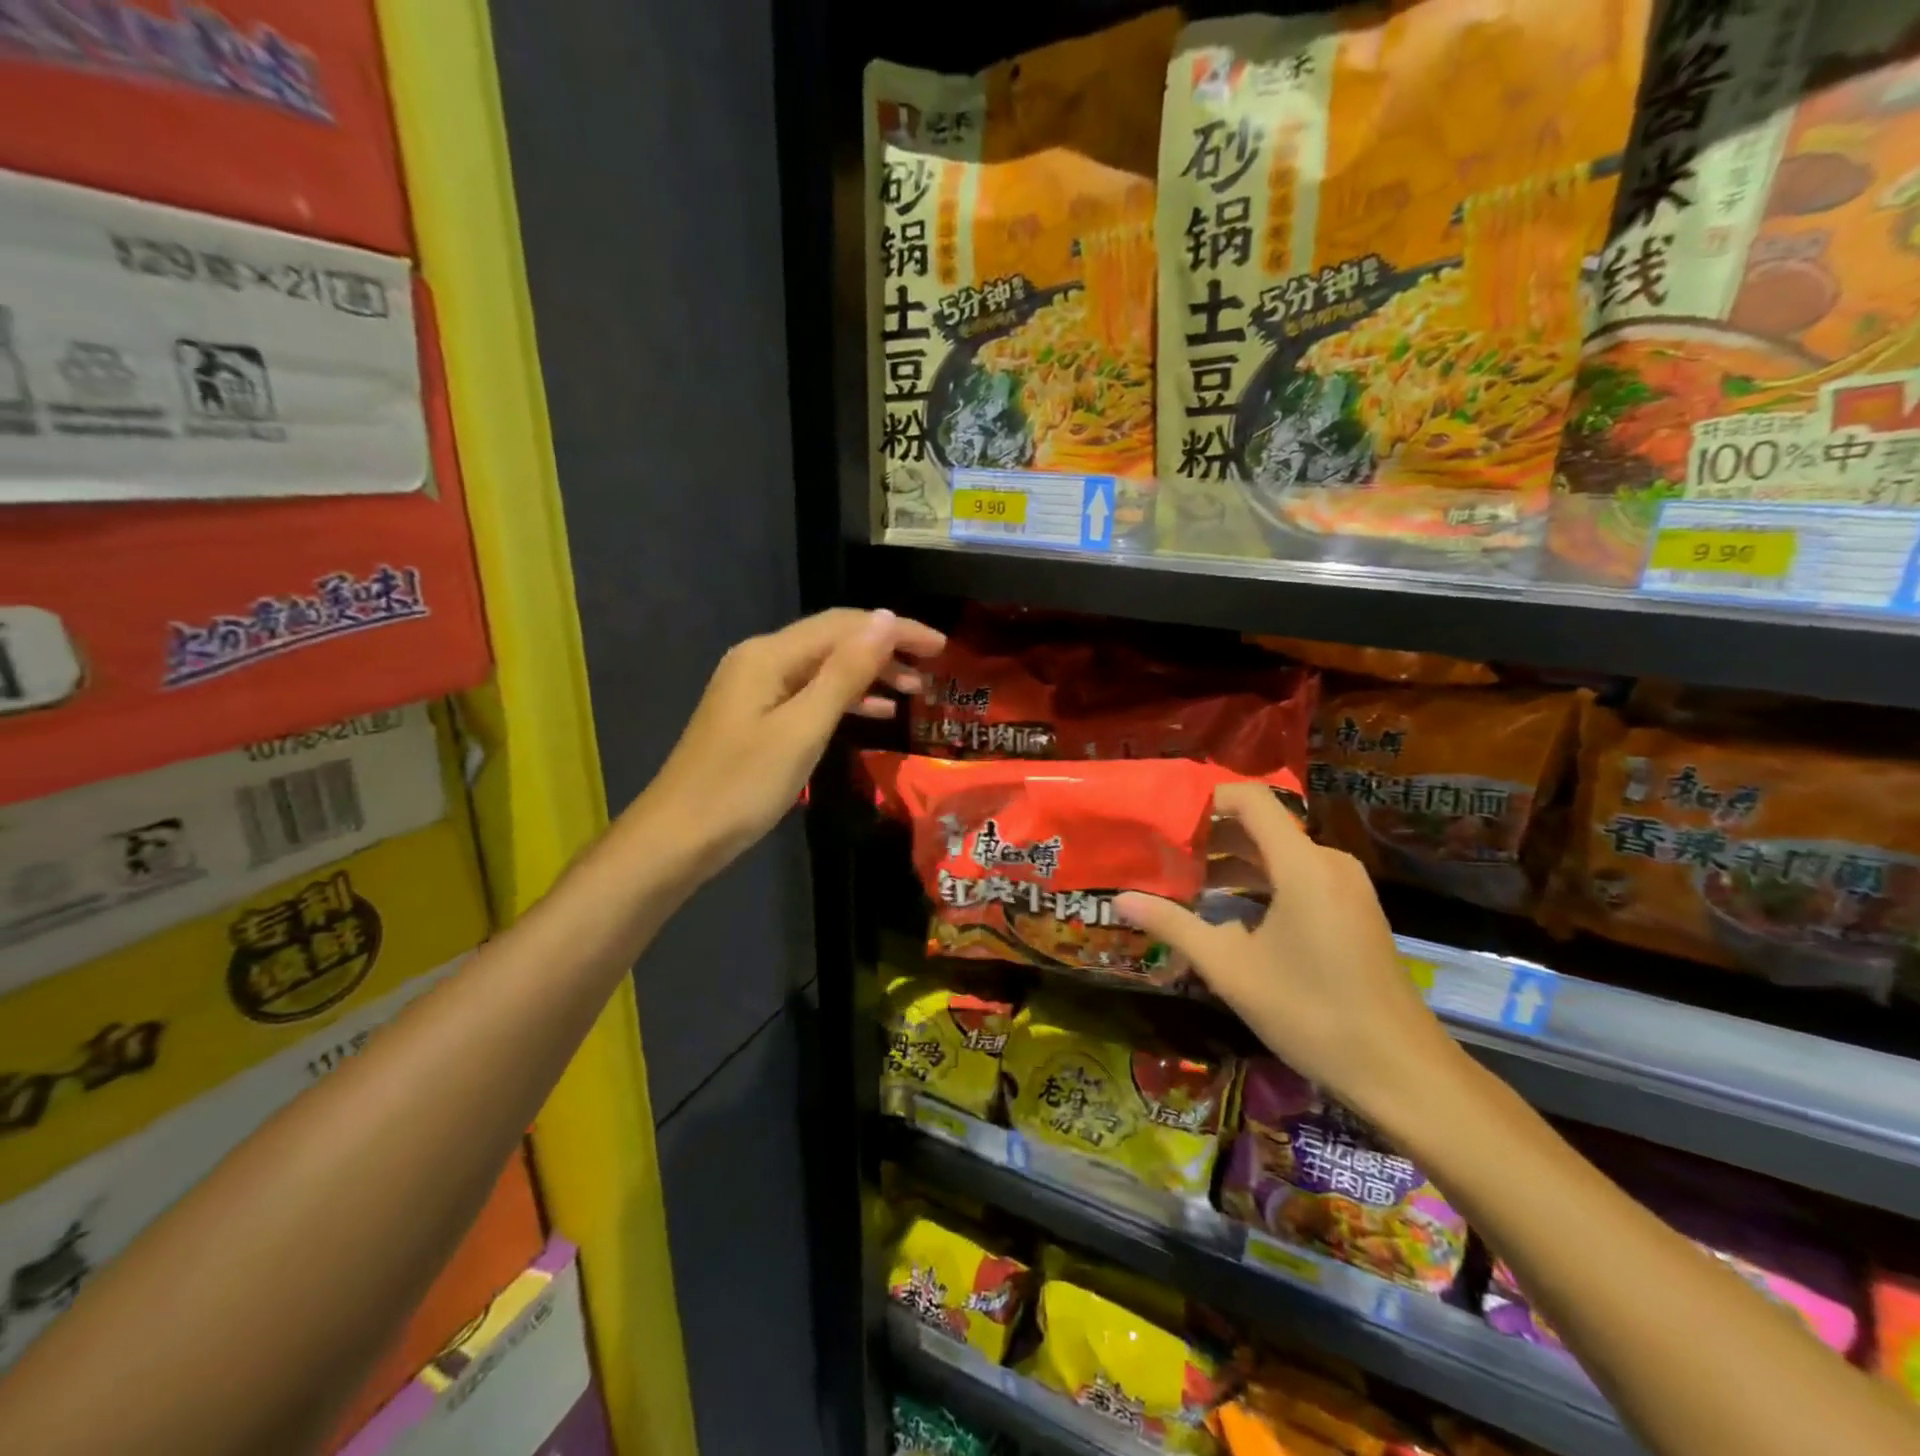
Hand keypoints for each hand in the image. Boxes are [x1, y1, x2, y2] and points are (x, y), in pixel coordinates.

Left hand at [639, 608, 945, 876]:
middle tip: (934, 668)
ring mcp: (756, 688)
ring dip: (869, 674)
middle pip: (834, 640)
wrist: (679, 836)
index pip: (845, 625)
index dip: (896, 630)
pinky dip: (845, 698)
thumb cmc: (742, 785)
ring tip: (914, 690)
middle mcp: (761, 659)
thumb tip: (886, 620)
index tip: (941, 647)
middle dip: (886, 649)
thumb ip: (846, 673)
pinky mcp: (757, 716)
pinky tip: (875, 713)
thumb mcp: (803, 728)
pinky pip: (811, 693)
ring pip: (825, 668)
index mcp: (769, 655)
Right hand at [1115, 783, 1464, 1123]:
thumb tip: (1120, 900)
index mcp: (1303, 865)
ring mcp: (1344, 886)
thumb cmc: (1311, 1014)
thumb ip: (1174, 926)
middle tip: (1161, 857)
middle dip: (1209, 838)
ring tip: (1182, 884)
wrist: (1401, 1071)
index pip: (1250, 799)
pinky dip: (1259, 883)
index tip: (1164, 822)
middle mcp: (1327, 862)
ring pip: (1277, 854)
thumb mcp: (1230, 969)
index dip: (1204, 801)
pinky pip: (1296, 876)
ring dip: (1231, 863)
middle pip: (1261, 826)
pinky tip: (1225, 910)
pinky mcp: (1351, 909)